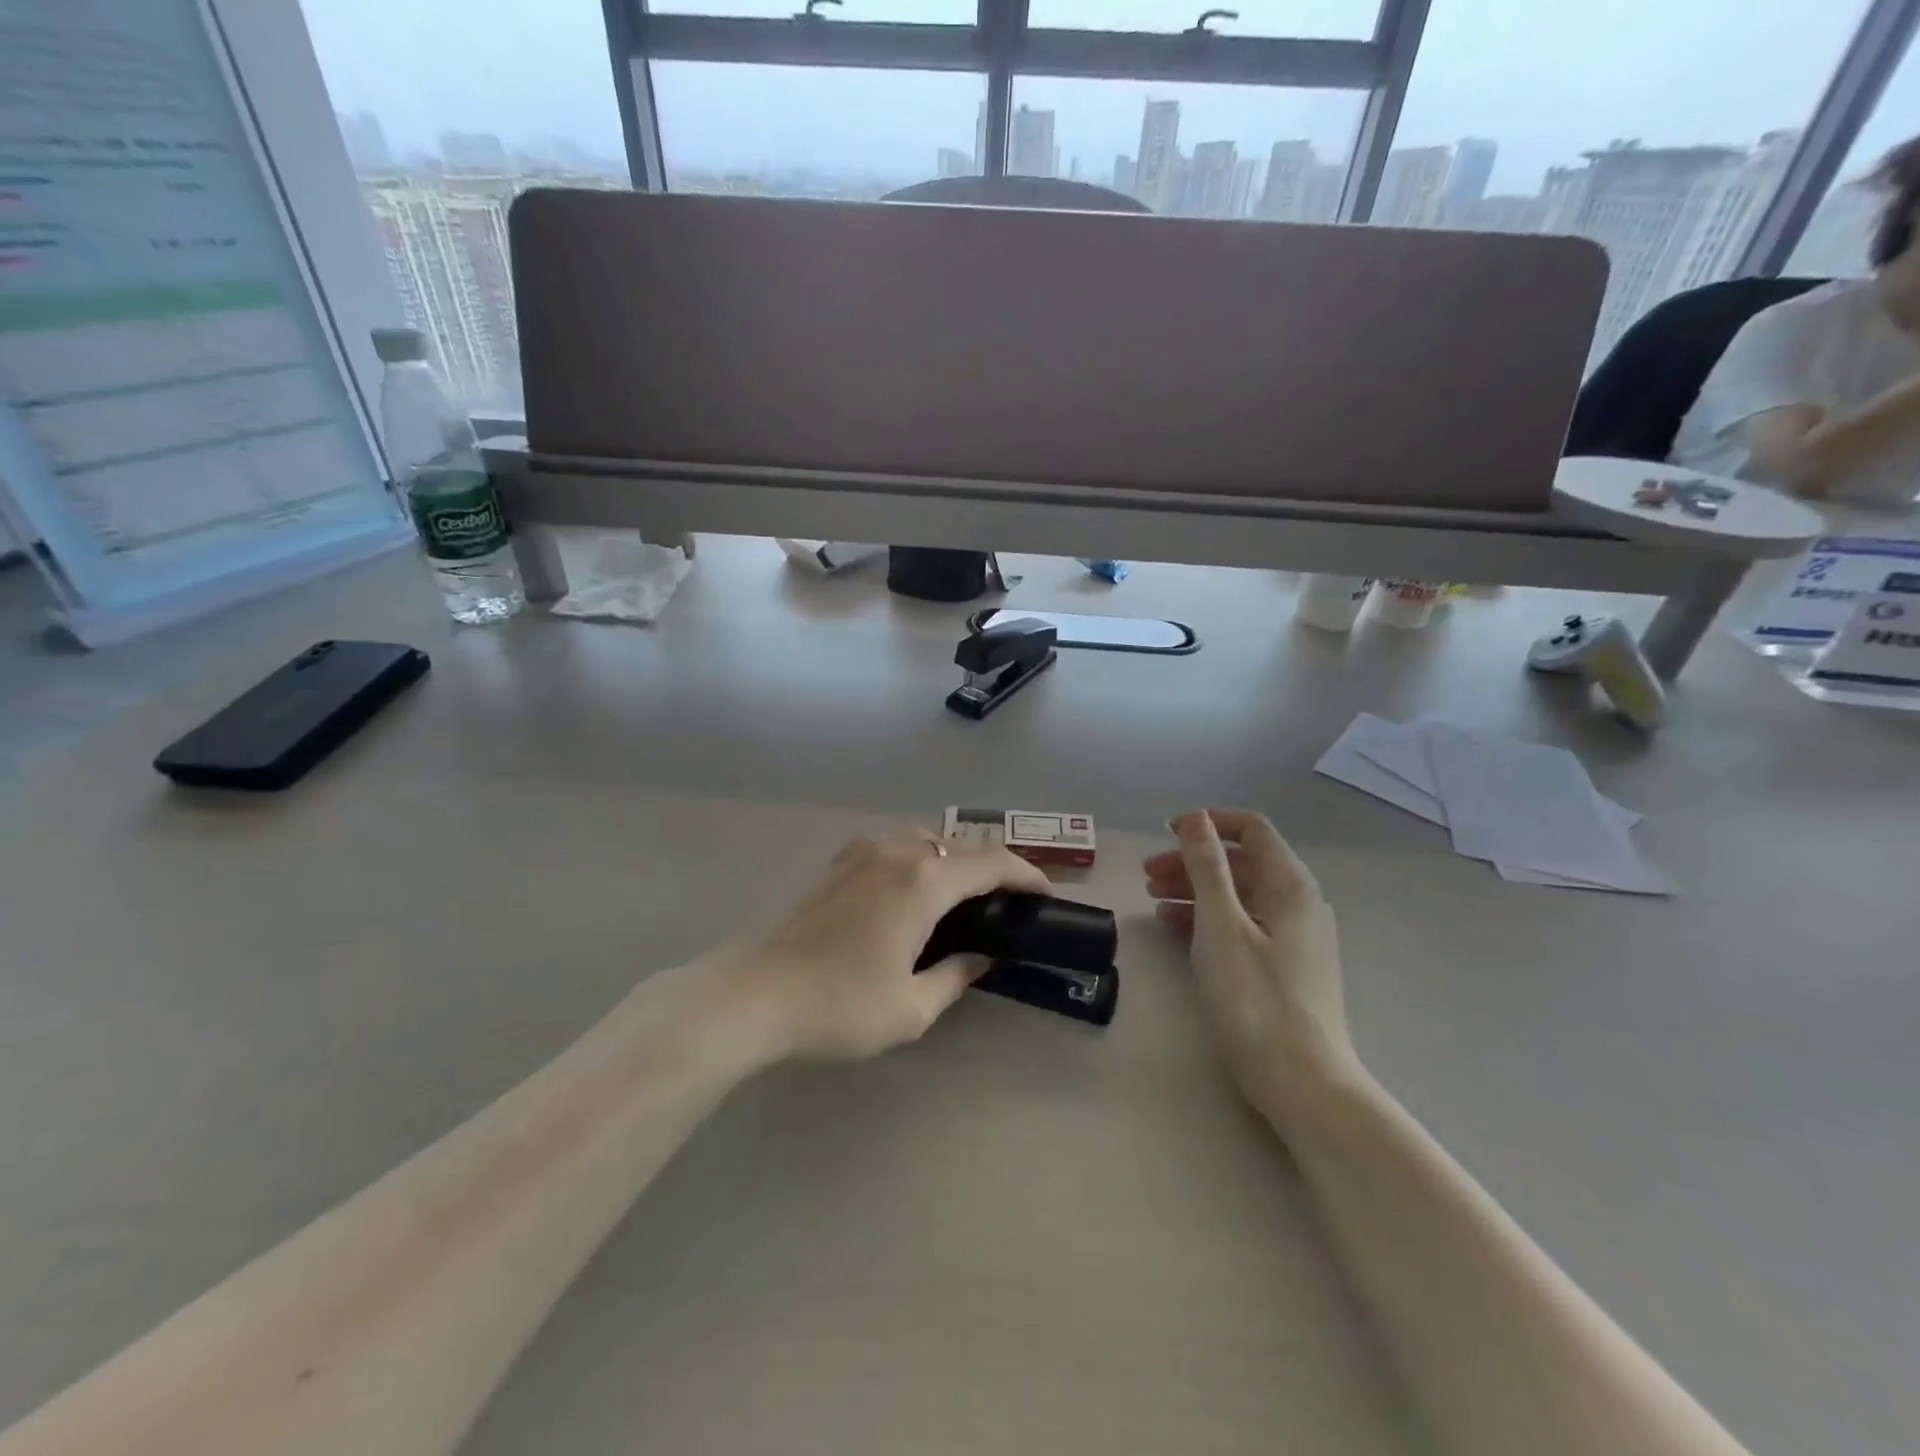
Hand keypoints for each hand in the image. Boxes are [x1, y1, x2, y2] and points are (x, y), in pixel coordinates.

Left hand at [736, 833, 1052, 1060]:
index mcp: (924, 882)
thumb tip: (980, 959)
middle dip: (991, 867)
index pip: (992, 864)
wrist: (754, 994)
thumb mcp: (911, 1007)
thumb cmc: (839, 1005)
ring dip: (954, 860)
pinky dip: (921, 859)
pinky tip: (915, 891)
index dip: (1026, 875)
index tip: (1045, 894)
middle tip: (1008, 901)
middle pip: (960, 846)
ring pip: (926, 840)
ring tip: (964, 896)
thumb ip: (956, 976)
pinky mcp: (839, 861)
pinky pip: (896, 845)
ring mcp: (863, 850)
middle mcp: (898, 851)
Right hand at [1144, 810, 1357, 1121]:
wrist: (1302, 1081)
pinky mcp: (1285, 964)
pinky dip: (1209, 917)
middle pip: (1241, 862)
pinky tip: (1176, 927)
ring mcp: (1295, 935)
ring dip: (1196, 889)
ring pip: (1240, 894)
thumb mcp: (1221, 925)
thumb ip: (1207, 867)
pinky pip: (1243, 923)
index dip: (1208, 824)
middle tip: (1147, 875)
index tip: (1165, 834)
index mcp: (1290, 884)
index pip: (1251, 829)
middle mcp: (1299, 902)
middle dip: (1192, 861)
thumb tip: (1197, 817)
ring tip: (1153, 899)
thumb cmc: (1255, 998)